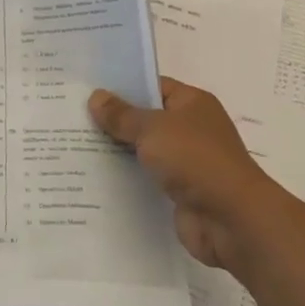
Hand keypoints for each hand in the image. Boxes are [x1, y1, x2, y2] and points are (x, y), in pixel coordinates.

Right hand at [89, 76, 278, 272]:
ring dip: (117, 151)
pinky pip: (146, 178)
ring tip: (74, 146)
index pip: (152, 86)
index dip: (121, 87)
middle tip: (72, 118)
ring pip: (143, 150)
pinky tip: (94, 177)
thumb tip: (96, 97)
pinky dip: (126, 178)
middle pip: (145, 119)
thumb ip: (122, 115)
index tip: (87, 89)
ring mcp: (186, 161)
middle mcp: (191, 128)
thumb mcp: (153, 129)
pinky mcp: (179, 191)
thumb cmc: (195, 160)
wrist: (232, 219)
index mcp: (192, 103)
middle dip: (113, 121)